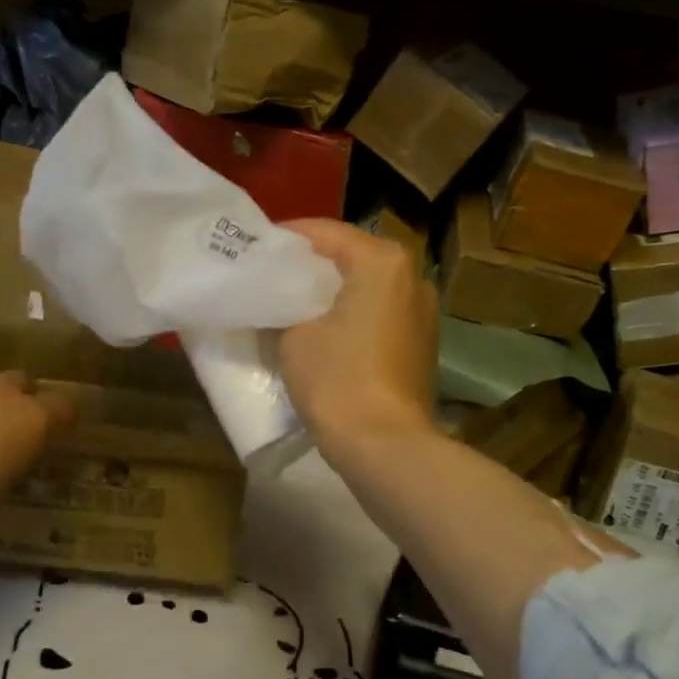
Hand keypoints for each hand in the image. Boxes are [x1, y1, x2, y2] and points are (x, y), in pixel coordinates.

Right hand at [279, 219, 437, 464]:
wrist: (385, 446)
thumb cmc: (337, 379)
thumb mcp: (293, 337)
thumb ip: (283, 307)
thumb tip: (277, 304)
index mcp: (382, 261)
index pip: (326, 232)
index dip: (286, 237)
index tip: (255, 246)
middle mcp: (411, 276)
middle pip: (350, 256)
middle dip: (310, 265)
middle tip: (269, 274)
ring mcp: (423, 311)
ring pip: (366, 286)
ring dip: (332, 291)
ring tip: (291, 302)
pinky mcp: (421, 342)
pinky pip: (378, 313)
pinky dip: (351, 314)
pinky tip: (322, 330)